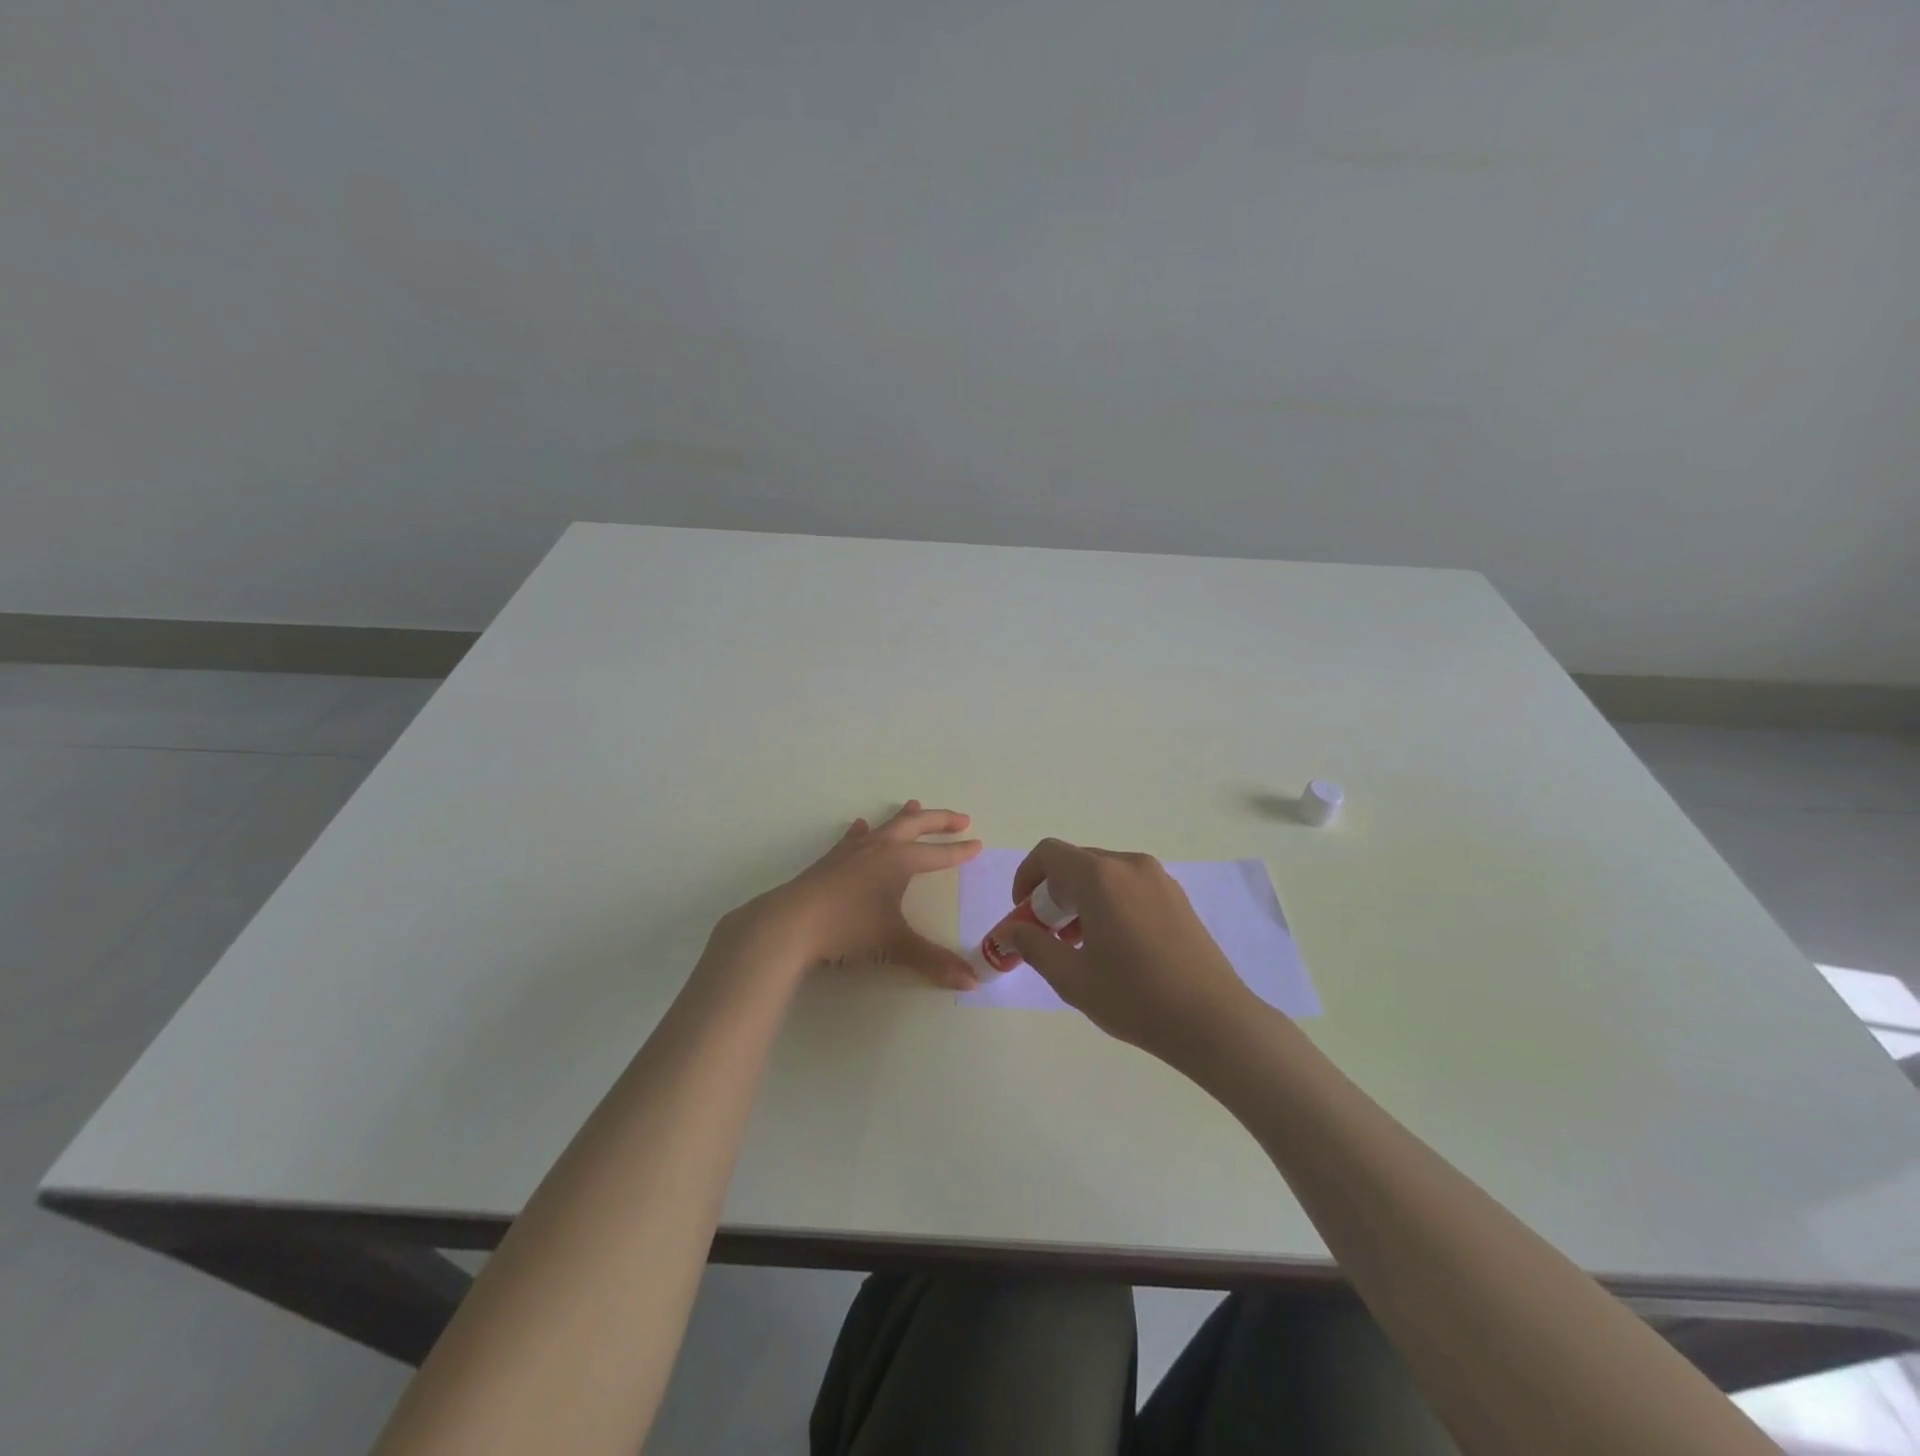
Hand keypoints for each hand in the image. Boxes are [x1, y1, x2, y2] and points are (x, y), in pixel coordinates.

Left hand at [717, 802, 983, 988]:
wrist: (791, 923)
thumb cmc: (848, 928)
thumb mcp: (894, 945)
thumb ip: (933, 962)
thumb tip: (972, 982)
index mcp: (899, 861)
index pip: (937, 855)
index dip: (959, 852)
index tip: (978, 844)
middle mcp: (879, 848)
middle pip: (915, 826)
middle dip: (939, 821)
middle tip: (960, 818)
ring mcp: (852, 851)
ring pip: (885, 826)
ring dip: (904, 817)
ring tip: (915, 805)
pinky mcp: (830, 860)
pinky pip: (853, 837)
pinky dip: (863, 831)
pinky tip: (860, 827)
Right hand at [1004, 839, 1260, 1066]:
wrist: (1213, 1021)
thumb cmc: (1135, 998)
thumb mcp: (1072, 977)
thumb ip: (1033, 946)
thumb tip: (1009, 931)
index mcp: (1100, 877)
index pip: (1049, 854)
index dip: (1026, 877)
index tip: (1024, 914)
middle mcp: (1129, 865)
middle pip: (1076, 862)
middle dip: (1053, 893)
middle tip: (1048, 936)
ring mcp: (1158, 878)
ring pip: (1104, 874)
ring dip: (1081, 899)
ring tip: (1081, 946)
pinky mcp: (1177, 896)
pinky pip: (1129, 885)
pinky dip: (1109, 902)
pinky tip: (1116, 946)